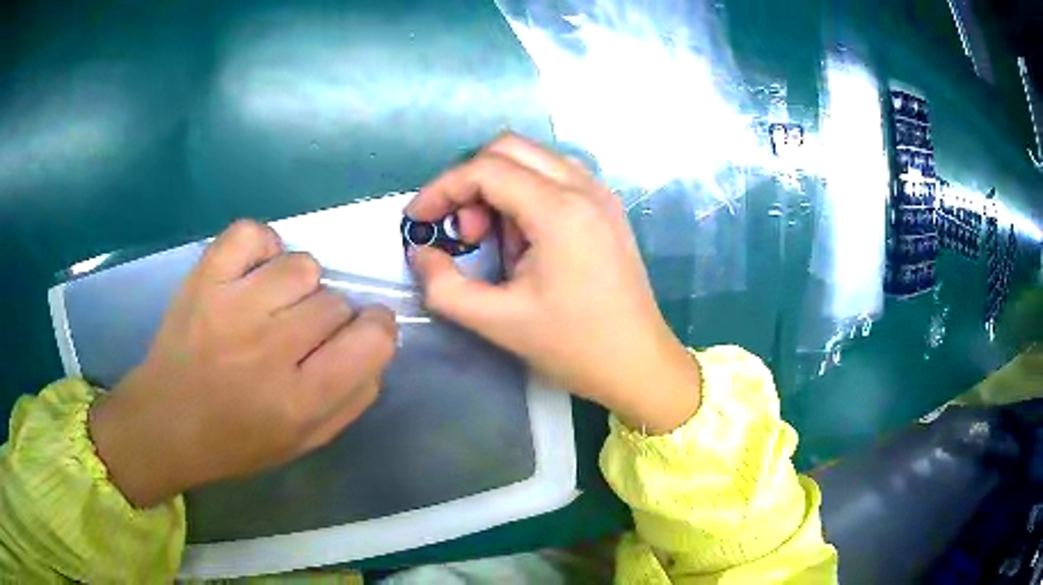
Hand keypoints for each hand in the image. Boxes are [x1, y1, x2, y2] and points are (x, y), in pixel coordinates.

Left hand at [89, 221, 397, 507]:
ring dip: (299, 285)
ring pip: (302, 265)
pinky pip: (255, 233)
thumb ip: (352, 398)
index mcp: (300, 400)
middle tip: (300, 336)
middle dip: (330, 318)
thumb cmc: (237, 441)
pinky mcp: (205, 277)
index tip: (362, 332)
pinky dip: (263, 246)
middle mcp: (270, 349)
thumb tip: (376, 347)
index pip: (373, 340)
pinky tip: (253, 274)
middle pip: (335, 302)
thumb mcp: (306, 441)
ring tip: (274, 304)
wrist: (166, 421)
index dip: (377, 330)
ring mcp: (233, 306)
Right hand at [406, 134, 699, 433]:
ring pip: (533, 160)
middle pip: (509, 149)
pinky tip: (525, 240)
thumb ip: (444, 286)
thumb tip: (421, 253)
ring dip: (499, 187)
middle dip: (471, 182)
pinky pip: (555, 177)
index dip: (441, 189)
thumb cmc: (573, 346)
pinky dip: (526, 194)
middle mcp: (584, 187)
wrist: (638, 364)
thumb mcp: (497, 321)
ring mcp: (601, 194)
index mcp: (559, 209)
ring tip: (495, 242)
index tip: (417, 220)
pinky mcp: (607, 208)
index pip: (485, 170)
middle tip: (462, 233)